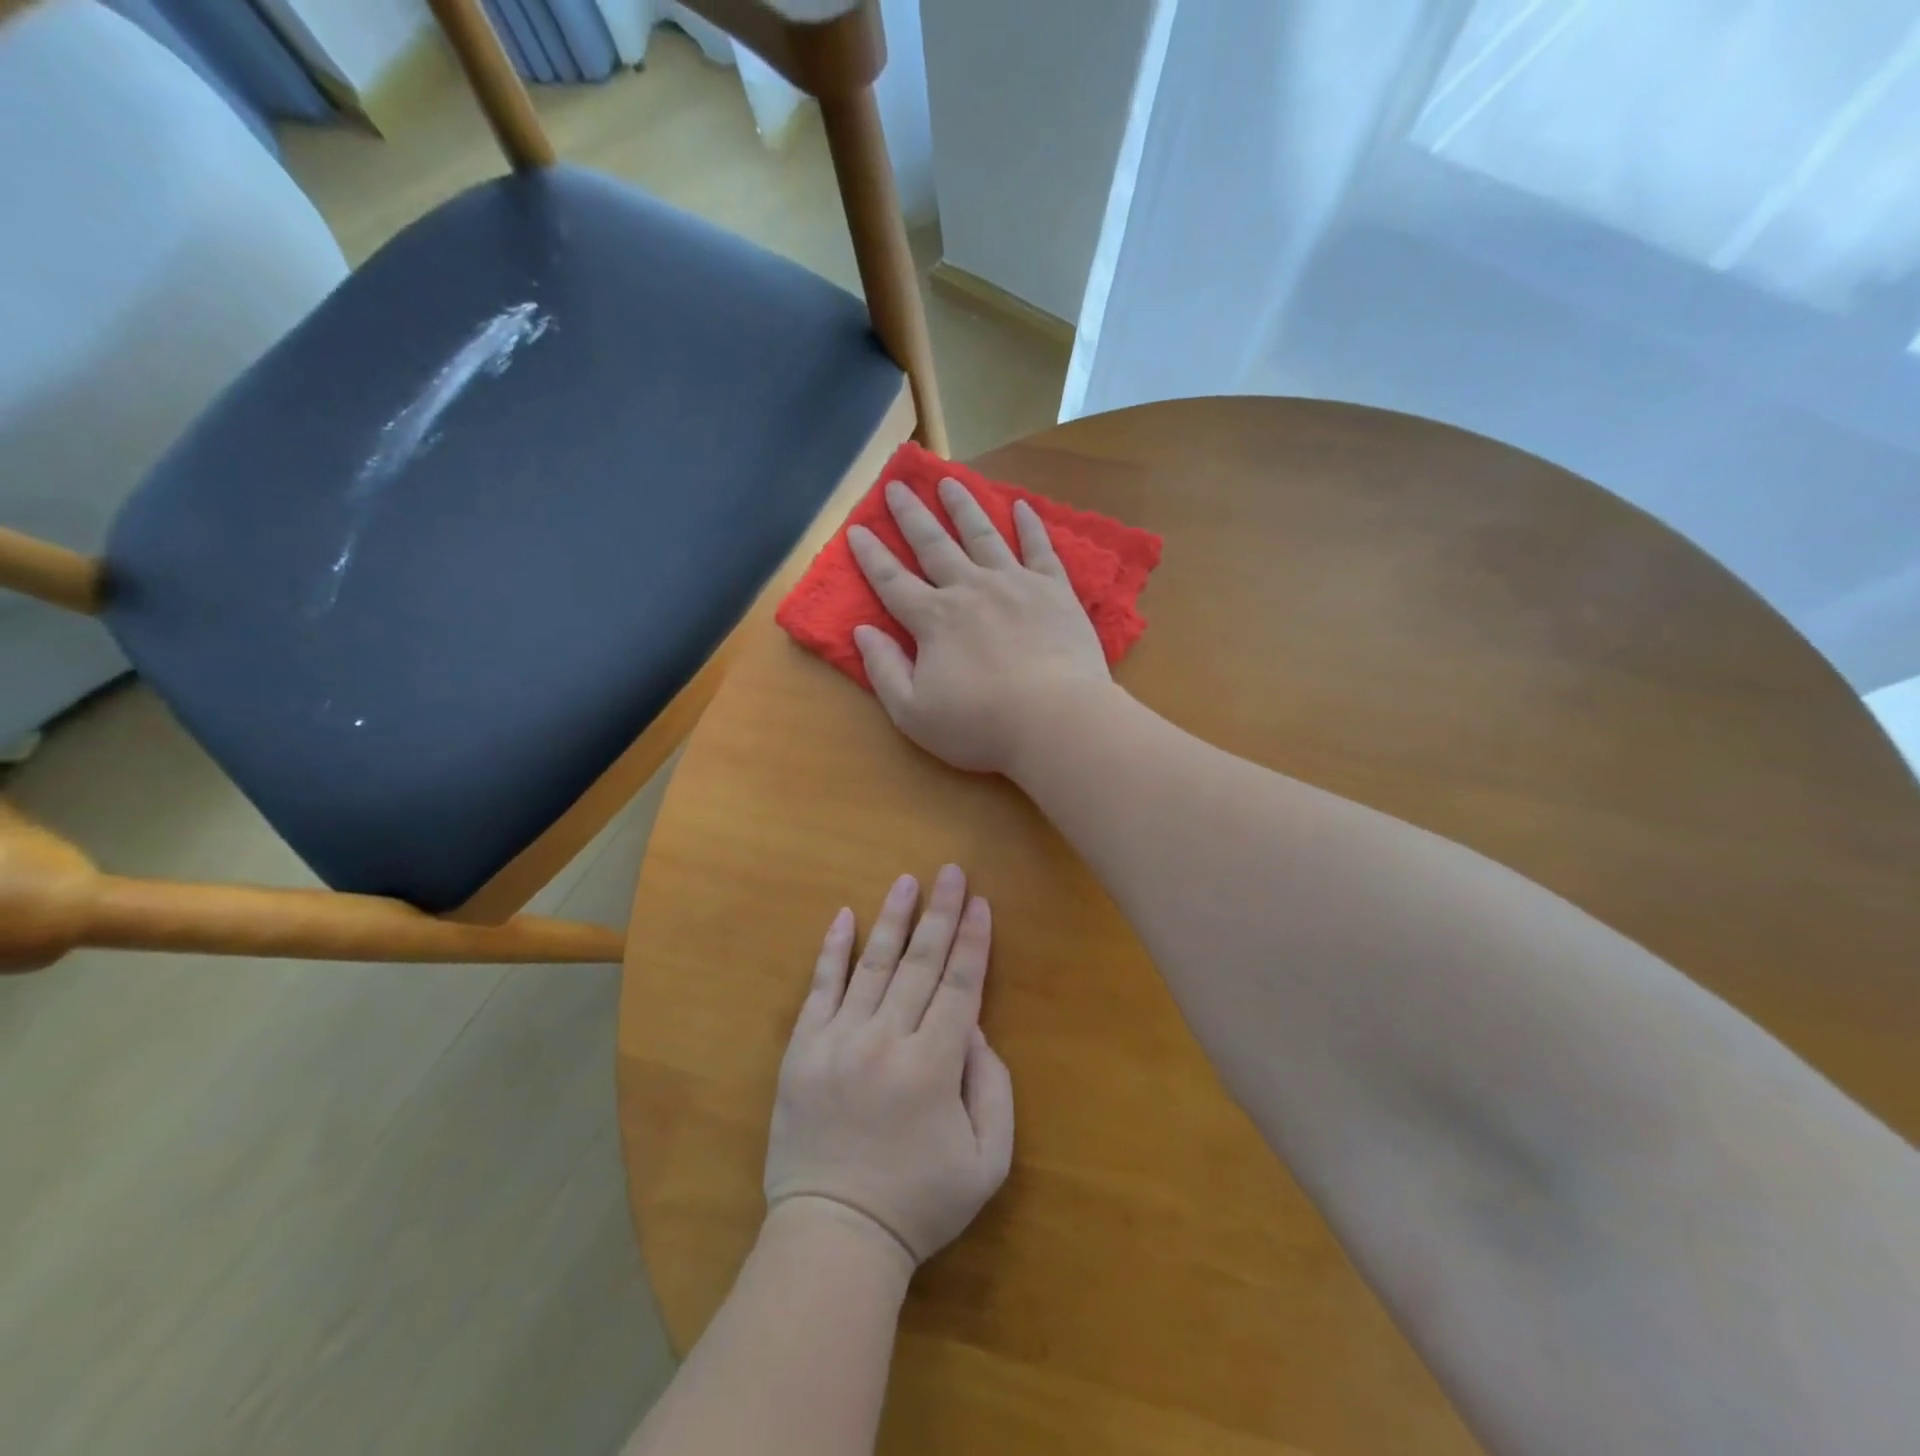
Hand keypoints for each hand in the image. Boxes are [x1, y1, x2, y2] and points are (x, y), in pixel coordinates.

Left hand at [764, 865, 1014, 1267]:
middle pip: (921, 963)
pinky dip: (833, 950)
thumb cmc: (918, 1203)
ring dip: (893, 919)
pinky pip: (819, 988)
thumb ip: (993, 1088)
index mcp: (933, 1066)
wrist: (833, 1235)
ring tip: (907, 881)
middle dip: (941, 914)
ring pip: (873, 965)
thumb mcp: (987, 1162)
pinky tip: (844, 916)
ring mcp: (838, 1040)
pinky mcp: (802, 1049)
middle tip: (951, 872)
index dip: (973, 941)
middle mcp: (886, 1040)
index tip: (982, 903)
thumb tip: (974, 1030)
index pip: (959, 986)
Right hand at [848, 478, 1110, 774]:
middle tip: (898, 484)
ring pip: (982, 534)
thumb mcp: (913, 713)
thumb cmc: (981, 725)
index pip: (892, 581)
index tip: (858, 528)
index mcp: (933, 620)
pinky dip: (1030, 525)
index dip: (871, 555)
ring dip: (963, 506)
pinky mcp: (1054, 590)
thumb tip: (862, 631)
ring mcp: (1014, 584)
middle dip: (912, 514)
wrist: (1056, 721)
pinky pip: (1039, 548)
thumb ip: (884, 670)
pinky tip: (1021, 506)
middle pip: (934, 544)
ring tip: (949, 481)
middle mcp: (969, 589)